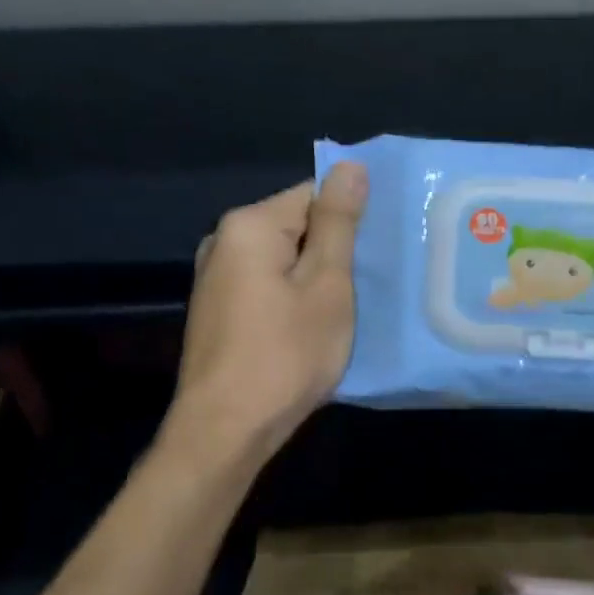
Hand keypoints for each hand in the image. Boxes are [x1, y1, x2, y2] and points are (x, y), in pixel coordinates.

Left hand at [168, 163, 367, 460]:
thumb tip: (350, 165)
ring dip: (315, 278)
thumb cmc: (286, 354)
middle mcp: (223, 241)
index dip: (352, 219)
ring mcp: (214, 278)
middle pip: (296, 226)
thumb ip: (339, 224)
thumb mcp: (327, 286)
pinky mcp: (217, 310)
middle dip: (333, 250)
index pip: (314, 194)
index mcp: (249, 225)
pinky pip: (266, 286)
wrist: (226, 429)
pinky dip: (292, 298)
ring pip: (282, 260)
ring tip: (349, 306)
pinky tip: (311, 327)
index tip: (379, 252)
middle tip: (372, 283)